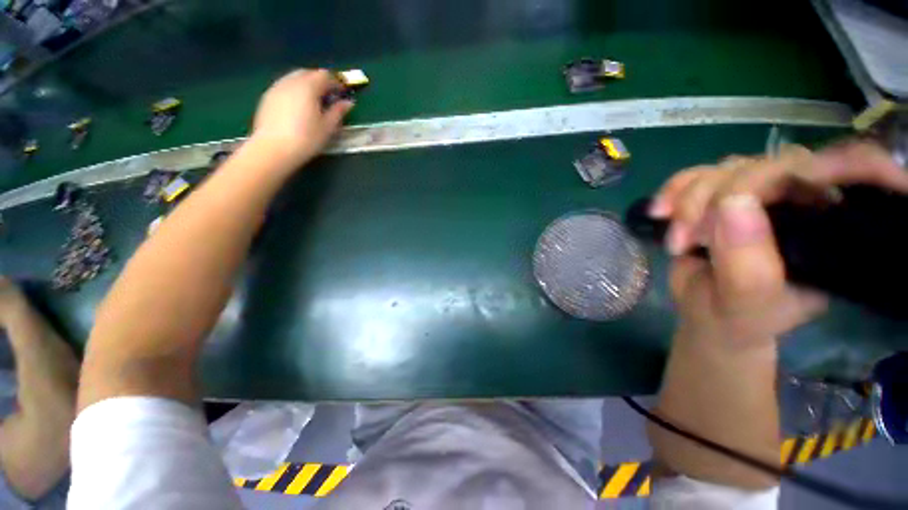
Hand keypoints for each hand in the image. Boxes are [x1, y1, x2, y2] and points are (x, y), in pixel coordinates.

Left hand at [250, 69, 353, 167]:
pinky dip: (294, 90)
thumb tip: (348, 103)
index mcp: (308, 87)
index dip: (336, 83)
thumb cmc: (306, 139)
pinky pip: (284, 86)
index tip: (342, 93)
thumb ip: (338, 112)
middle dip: (319, 81)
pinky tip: (298, 106)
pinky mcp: (268, 97)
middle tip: (328, 96)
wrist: (274, 148)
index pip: (325, 76)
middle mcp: (291, 81)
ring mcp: (277, 87)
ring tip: (313, 101)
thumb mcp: (327, 127)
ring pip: (294, 78)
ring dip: (306, 84)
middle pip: (308, 73)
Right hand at [652, 143, 907, 349]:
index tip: (744, 195)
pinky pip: (697, 175)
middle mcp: (800, 203)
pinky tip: (660, 212)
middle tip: (687, 238)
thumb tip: (733, 201)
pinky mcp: (721, 195)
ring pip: (725, 169)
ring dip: (688, 200)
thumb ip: (747, 261)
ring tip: (676, 239)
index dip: (793, 172)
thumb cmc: (736, 317)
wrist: (706, 313)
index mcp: (828, 230)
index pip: (829, 178)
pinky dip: (673, 190)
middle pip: (766, 167)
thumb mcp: (745, 302)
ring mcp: (758, 195)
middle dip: (716, 198)